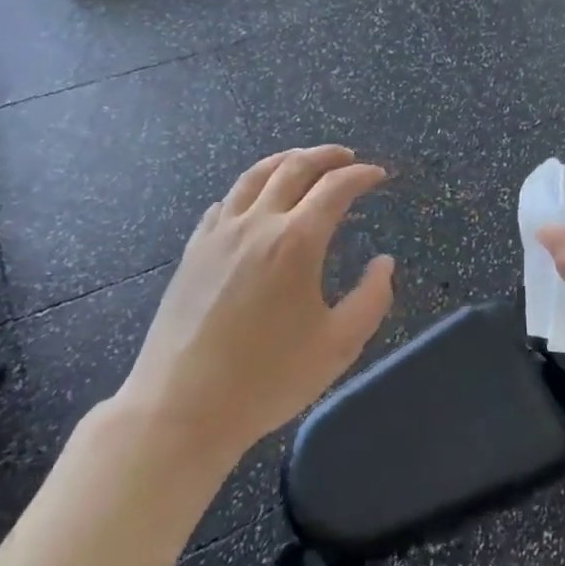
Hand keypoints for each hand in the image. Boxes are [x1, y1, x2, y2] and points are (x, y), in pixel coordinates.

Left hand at [114, 146, 394, 458]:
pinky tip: (255, 200)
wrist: (180, 410)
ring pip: (254, 176)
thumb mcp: (339, 346)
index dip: (361, 176)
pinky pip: (225, 203)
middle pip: (294, 168)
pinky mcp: (192, 252)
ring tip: (304, 160)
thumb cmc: (267, 379)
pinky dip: (249, 188)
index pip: (335, 188)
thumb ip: (372, 298)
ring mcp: (218, 235)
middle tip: (348, 157)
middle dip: (326, 156)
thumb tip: (384, 263)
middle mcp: (257, 224)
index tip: (379, 175)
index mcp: (296, 242)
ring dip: (286, 160)